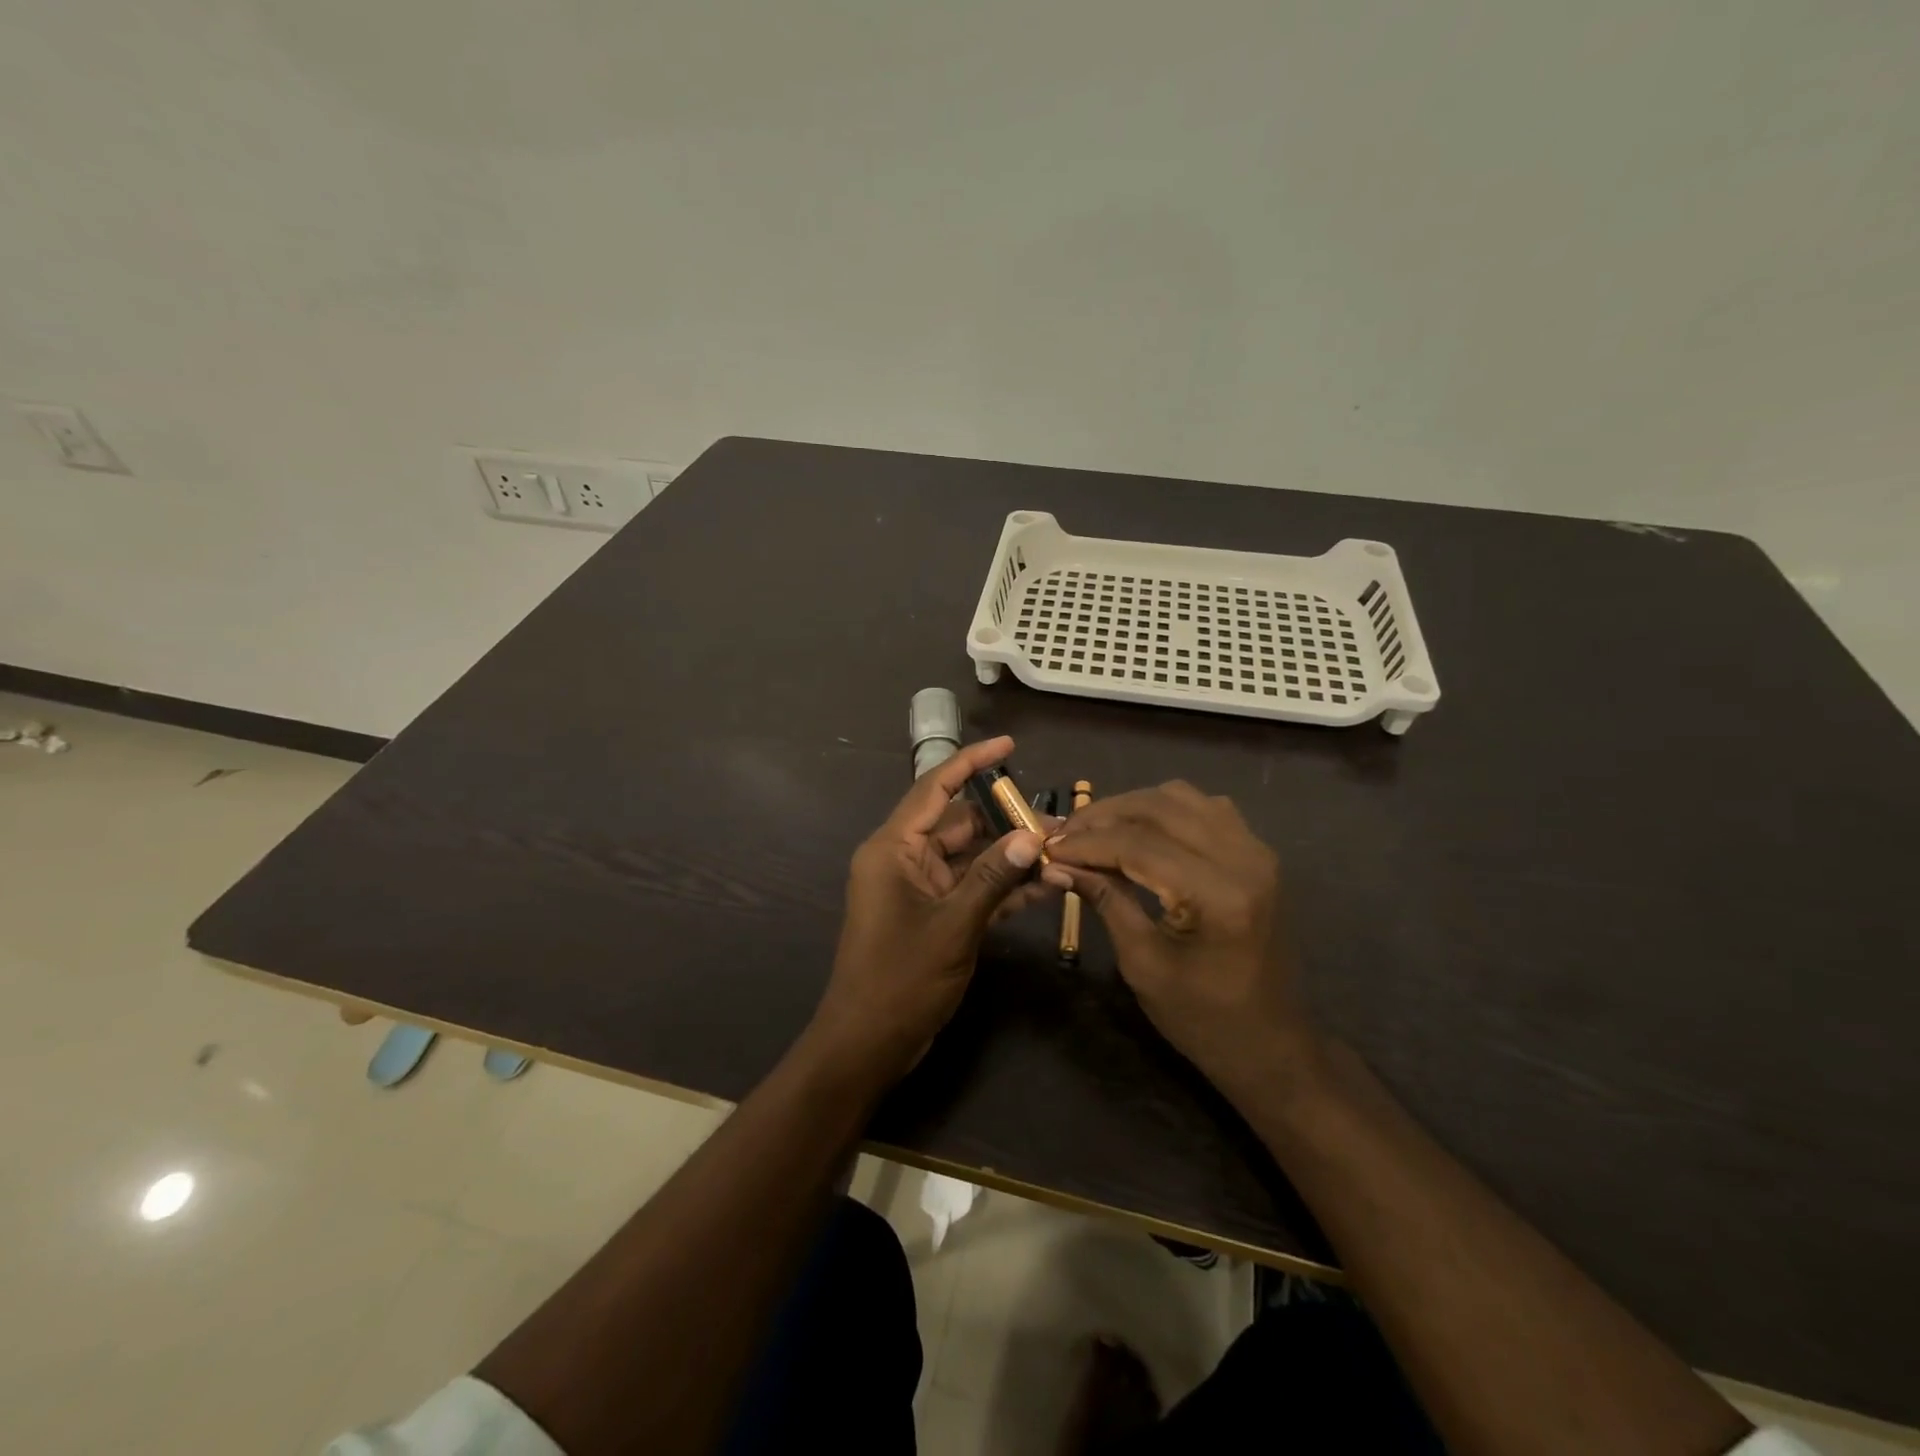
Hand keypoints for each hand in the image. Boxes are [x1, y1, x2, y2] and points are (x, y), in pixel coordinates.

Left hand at [809, 736, 1051, 1084]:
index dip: (971, 762)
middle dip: (1006, 821)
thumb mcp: (954, 925)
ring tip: (1061, 851)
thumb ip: (994, 877)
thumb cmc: (901, 979)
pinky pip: (970, 889)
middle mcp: (904, 859)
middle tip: (1058, 821)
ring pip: (970, 858)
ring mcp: (919, 889)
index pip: (934, 788)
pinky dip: (1001, 888)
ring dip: (1010, 857)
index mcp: (894, 848)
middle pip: (959, 824)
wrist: (867, 1044)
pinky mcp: (932, 915)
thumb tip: (1032, 836)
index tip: (1009, 746)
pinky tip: (1045, 887)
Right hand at [1041, 783, 1316, 1096]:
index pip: (1138, 844)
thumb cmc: (1202, 1018)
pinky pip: (1205, 808)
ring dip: (1133, 807)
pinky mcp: (1257, 854)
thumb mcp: (1142, 963)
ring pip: (1182, 797)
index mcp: (1218, 895)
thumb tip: (1056, 863)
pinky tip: (1140, 833)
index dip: (1087, 841)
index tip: (1048, 847)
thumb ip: (1104, 900)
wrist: (1270, 1045)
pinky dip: (1165, 810)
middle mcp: (1244, 859)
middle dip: (1104, 816)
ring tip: (1097, 831)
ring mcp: (1257, 851)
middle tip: (1066, 834)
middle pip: (1159, 807)